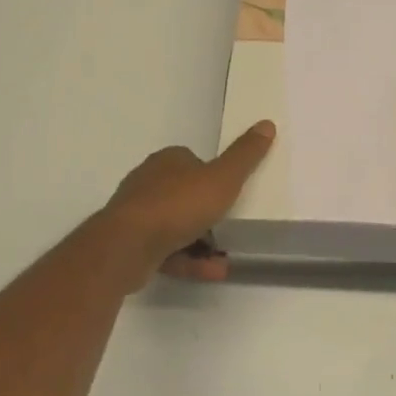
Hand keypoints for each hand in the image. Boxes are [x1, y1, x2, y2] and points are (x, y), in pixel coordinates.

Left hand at [101, 121, 276, 282]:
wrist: (128, 245)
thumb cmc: (178, 205)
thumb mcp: (222, 179)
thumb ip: (245, 156)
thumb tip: (267, 124)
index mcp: (168, 161)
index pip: (195, 162)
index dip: (215, 177)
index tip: (233, 194)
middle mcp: (149, 183)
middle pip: (185, 195)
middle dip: (208, 213)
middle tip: (233, 227)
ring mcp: (138, 215)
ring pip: (176, 226)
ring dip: (203, 242)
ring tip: (227, 257)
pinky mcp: (132, 244)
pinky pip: (168, 251)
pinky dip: (191, 261)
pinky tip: (213, 271)